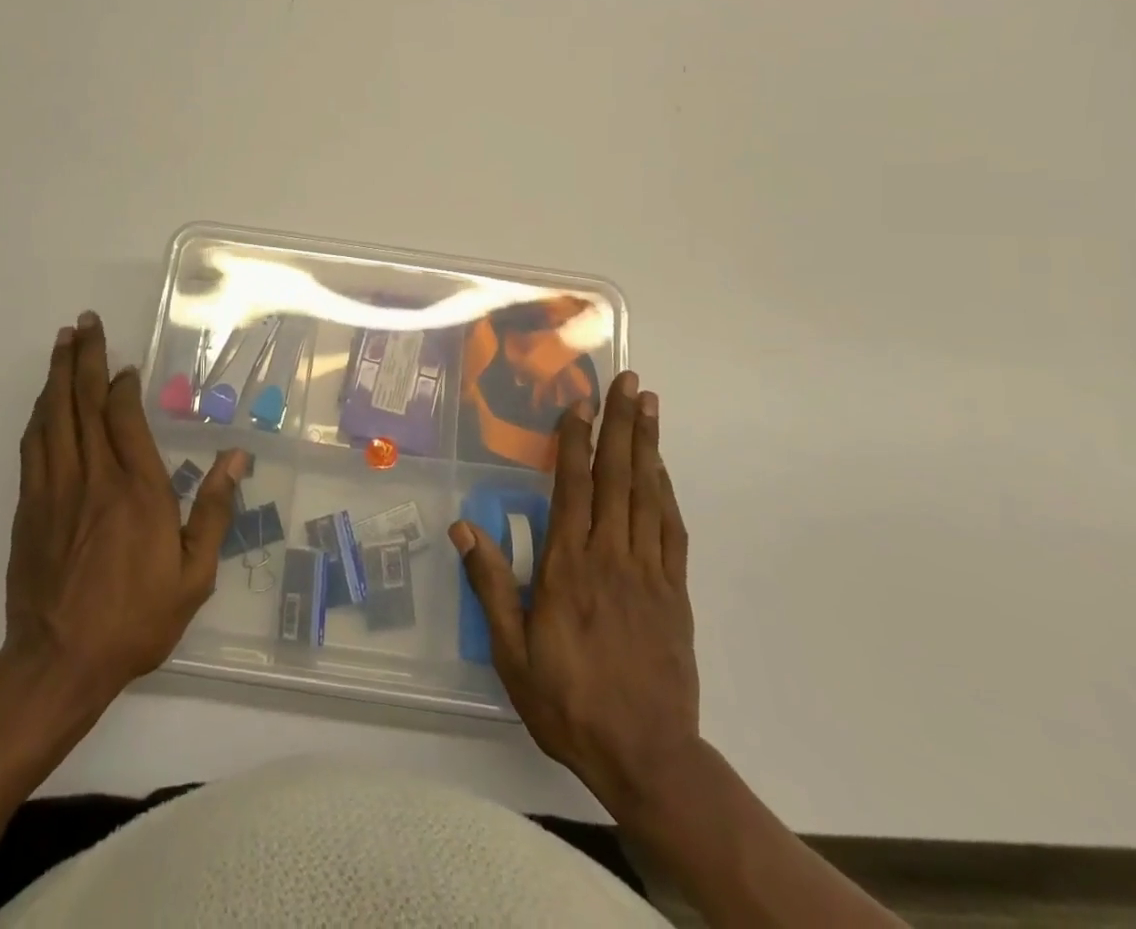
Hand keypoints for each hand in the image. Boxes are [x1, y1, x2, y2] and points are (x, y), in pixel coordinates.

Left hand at [4, 312, 246, 704]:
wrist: (58, 664)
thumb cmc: (135, 619)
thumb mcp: (193, 574)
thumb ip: (214, 510)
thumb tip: (238, 457)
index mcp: (137, 489)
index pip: (123, 417)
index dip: (121, 384)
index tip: (125, 365)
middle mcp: (93, 477)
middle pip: (83, 403)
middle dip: (85, 358)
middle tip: (84, 322)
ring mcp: (55, 490)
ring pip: (53, 417)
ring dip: (58, 375)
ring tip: (63, 342)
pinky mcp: (29, 507)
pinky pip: (33, 446)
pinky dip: (40, 414)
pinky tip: (44, 400)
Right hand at [450, 372, 699, 814]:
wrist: (647, 756)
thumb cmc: (568, 702)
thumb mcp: (512, 653)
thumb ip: (489, 585)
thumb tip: (462, 527)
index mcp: (568, 567)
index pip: (573, 488)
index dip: (576, 441)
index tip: (579, 403)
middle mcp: (610, 556)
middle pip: (617, 477)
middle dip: (621, 424)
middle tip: (628, 381)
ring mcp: (647, 571)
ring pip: (648, 494)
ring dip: (648, 445)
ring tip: (649, 405)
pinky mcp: (673, 591)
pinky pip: (670, 528)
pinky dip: (666, 491)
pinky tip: (661, 469)